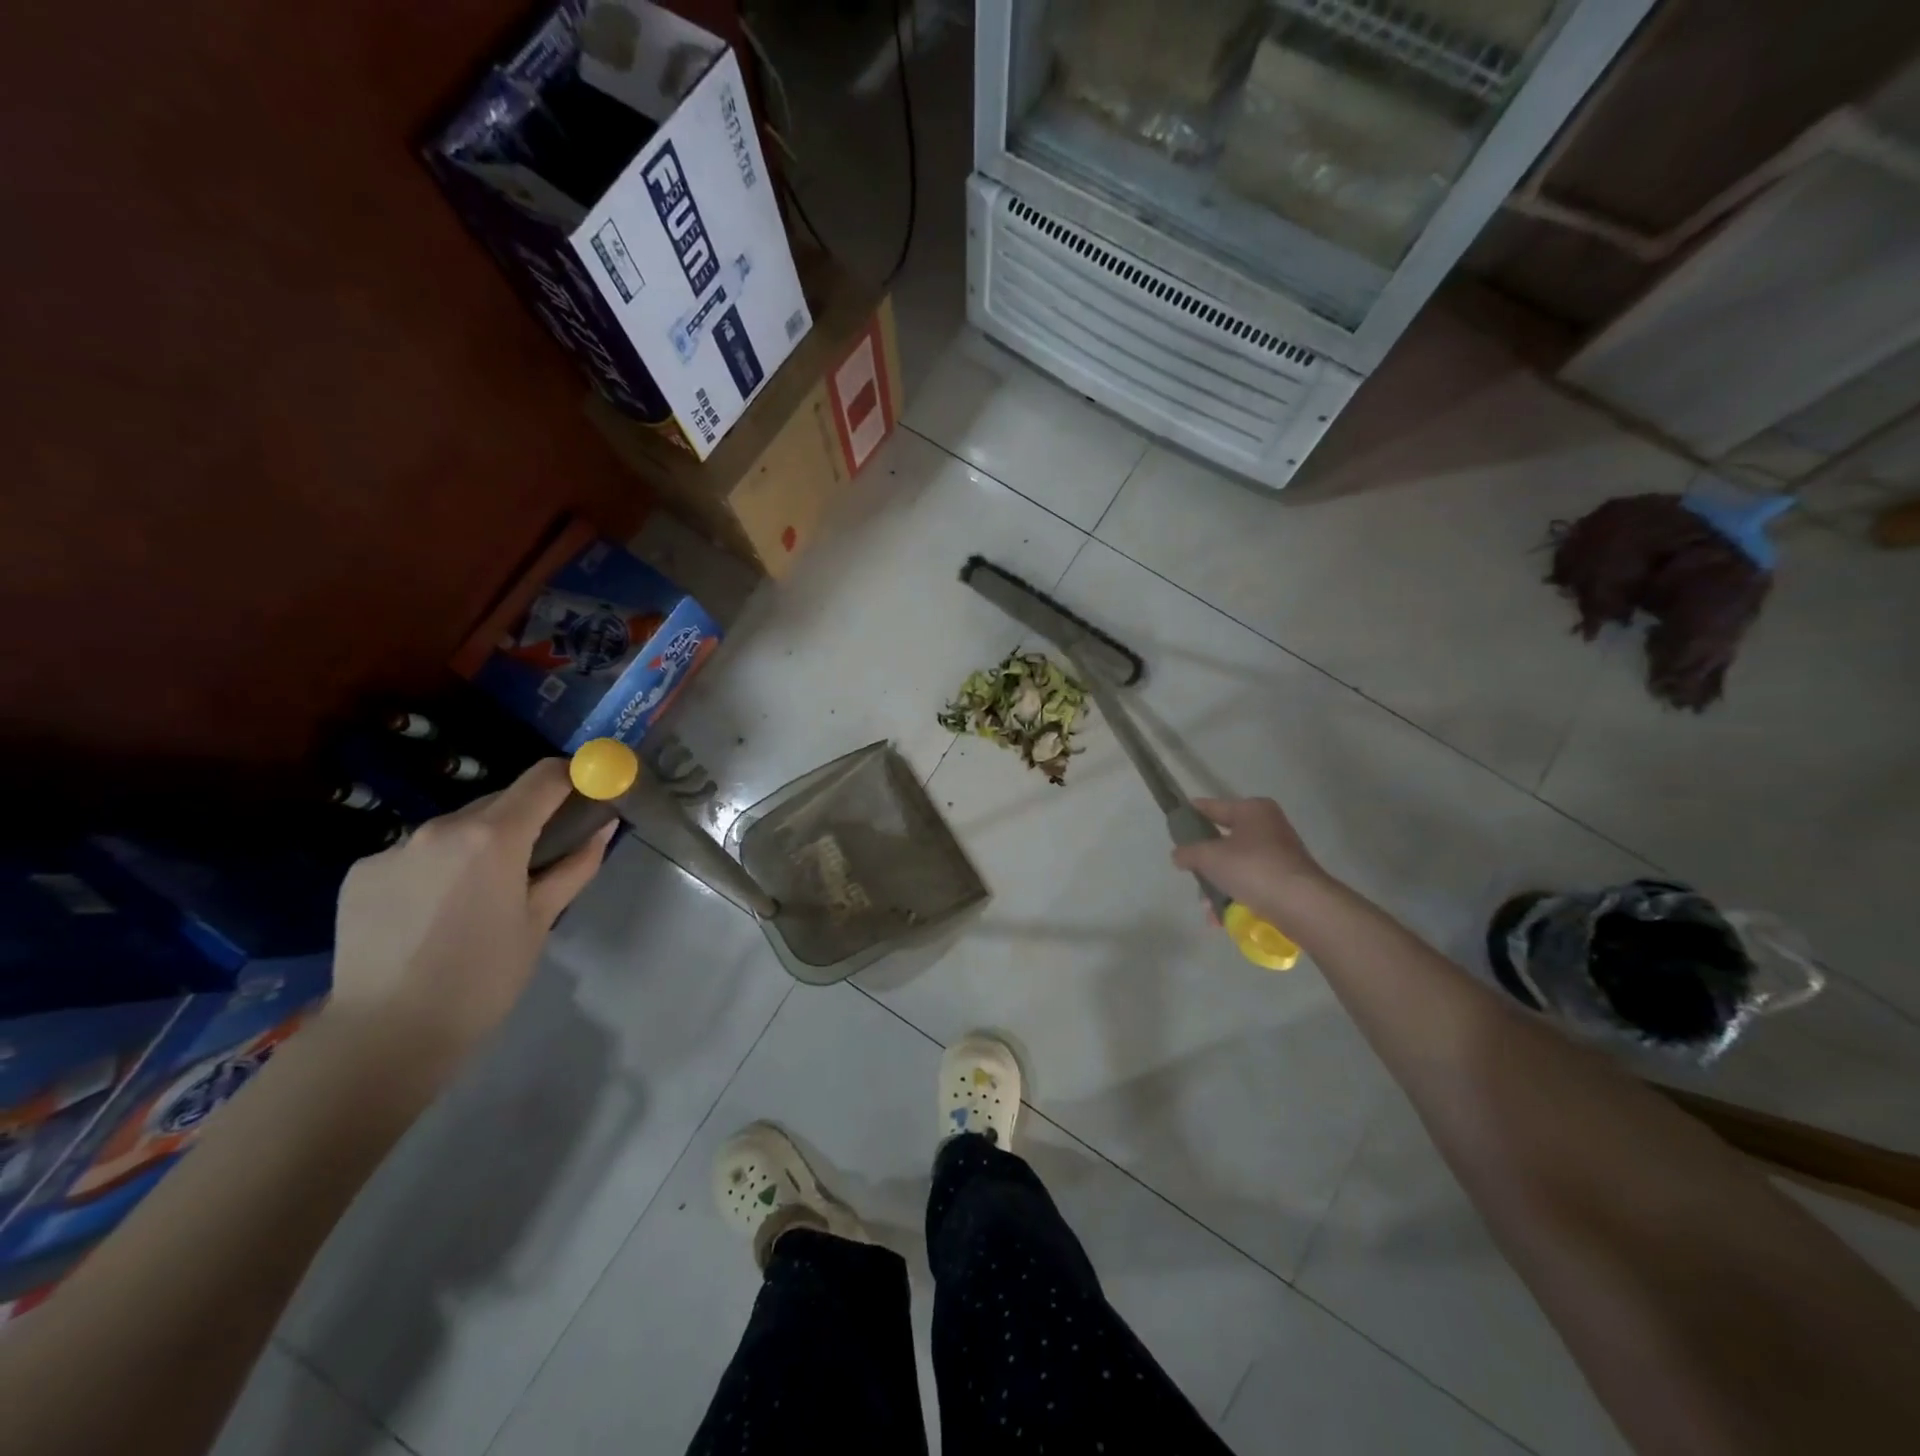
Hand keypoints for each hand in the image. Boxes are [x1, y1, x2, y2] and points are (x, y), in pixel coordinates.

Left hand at [327, 759, 613, 1071]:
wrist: (385, 1036)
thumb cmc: (483, 978)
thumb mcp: (541, 921)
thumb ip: (576, 865)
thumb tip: (604, 825)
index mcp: (493, 836)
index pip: (543, 777)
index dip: (573, 775)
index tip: (590, 789)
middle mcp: (439, 827)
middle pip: (499, 801)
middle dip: (527, 818)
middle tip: (541, 857)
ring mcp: (393, 848)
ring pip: (456, 829)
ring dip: (480, 844)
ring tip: (481, 896)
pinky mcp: (360, 872)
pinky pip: (416, 854)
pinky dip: (437, 868)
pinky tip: (433, 913)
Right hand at [1170, 797, 1328, 920]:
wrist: (1302, 906)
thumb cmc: (1253, 869)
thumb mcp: (1209, 857)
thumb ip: (1188, 852)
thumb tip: (1179, 855)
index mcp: (1252, 810)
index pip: (1212, 807)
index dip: (1191, 814)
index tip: (1174, 825)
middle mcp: (1269, 826)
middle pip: (1224, 840)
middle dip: (1205, 862)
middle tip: (1190, 873)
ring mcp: (1280, 854)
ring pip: (1237, 865)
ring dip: (1219, 885)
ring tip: (1207, 907)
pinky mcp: (1286, 880)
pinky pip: (1251, 884)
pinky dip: (1236, 897)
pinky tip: (1222, 918)